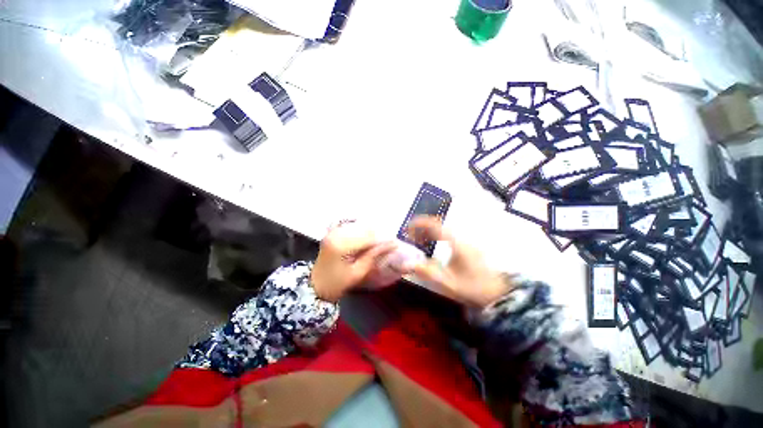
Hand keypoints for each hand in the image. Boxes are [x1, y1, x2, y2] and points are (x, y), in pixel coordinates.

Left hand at [311, 222, 396, 301]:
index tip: (395, 244)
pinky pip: (352, 227)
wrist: (316, 285)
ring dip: (371, 233)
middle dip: (378, 236)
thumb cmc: (337, 283)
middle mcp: (337, 233)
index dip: (383, 240)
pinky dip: (362, 232)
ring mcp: (334, 231)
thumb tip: (392, 244)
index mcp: (341, 245)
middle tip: (387, 244)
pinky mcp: (333, 231)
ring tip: (377, 243)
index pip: (368, 238)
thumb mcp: (358, 272)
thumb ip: (374, 255)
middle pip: (364, 229)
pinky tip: (366, 240)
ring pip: (359, 226)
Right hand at [407, 216, 512, 307]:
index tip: (407, 227)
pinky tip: (432, 247)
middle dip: (422, 228)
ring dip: (429, 233)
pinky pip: (448, 235)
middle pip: (438, 225)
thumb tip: (407, 264)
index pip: (434, 225)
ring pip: (443, 229)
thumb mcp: (448, 283)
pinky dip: (436, 237)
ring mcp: (465, 241)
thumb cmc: (473, 287)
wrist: (498, 292)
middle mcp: (461, 237)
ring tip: (419, 242)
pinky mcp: (467, 245)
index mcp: (456, 243)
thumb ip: (427, 272)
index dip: (419, 224)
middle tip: (410, 237)